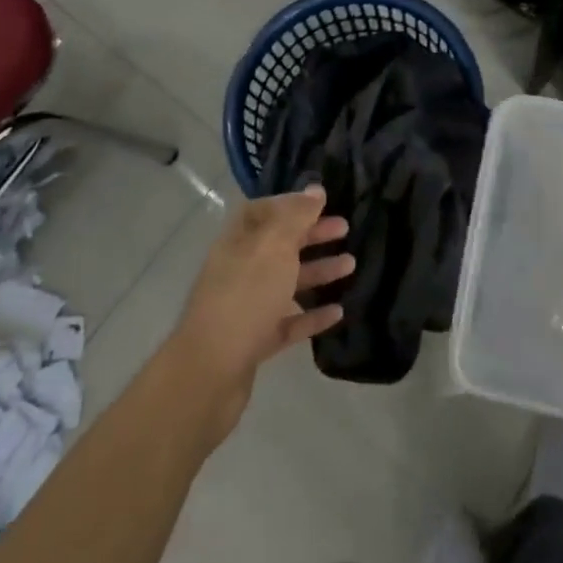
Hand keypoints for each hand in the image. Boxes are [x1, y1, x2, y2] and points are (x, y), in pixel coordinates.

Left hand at [166, 186, 353, 443]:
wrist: (211, 372)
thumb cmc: (245, 297)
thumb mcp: (273, 247)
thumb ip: (296, 217)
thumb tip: (315, 190)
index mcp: (238, 242)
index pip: (263, 211)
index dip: (291, 204)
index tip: (322, 202)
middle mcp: (240, 270)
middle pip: (279, 245)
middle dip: (312, 234)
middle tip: (345, 228)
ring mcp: (247, 307)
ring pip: (287, 282)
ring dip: (318, 271)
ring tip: (351, 265)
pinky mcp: (255, 342)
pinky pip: (288, 321)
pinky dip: (312, 315)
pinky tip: (338, 312)